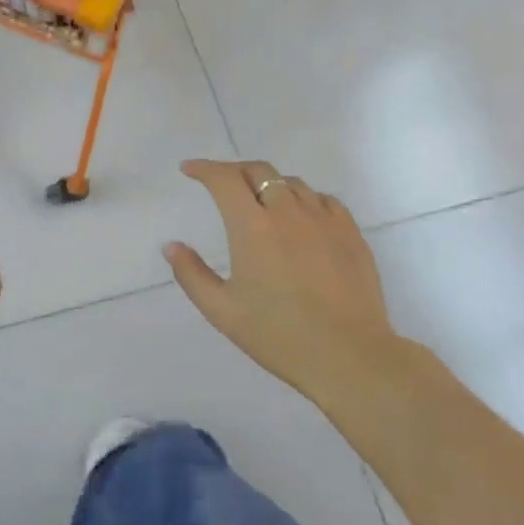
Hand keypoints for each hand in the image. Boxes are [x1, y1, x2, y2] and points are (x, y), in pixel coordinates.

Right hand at [165, 160, 399, 398]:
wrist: (350, 356)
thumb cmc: (278, 335)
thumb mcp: (222, 311)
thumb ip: (192, 275)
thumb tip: (172, 246)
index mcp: (253, 227)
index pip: (224, 179)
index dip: (204, 168)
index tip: (189, 170)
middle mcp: (288, 212)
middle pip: (259, 171)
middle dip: (234, 171)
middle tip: (221, 184)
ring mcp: (324, 220)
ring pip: (292, 183)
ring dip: (268, 184)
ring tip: (259, 201)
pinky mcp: (351, 234)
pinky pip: (323, 200)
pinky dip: (302, 198)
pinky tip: (300, 217)